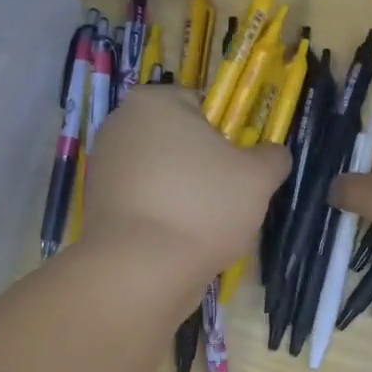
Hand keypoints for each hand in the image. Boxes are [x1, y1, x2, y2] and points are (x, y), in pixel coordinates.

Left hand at [82, 85, 288, 288]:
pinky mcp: (98, 205)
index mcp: (154, 102)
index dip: (230, 134)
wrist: (141, 269)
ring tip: (206, 225)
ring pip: (164, 174)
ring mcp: (104, 167)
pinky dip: (164, 215)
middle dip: (206, 166)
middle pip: (181, 140)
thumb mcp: (258, 178)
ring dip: (186, 193)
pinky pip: (145, 202)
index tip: (242, 166)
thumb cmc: (202, 206)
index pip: (203, 105)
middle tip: (229, 197)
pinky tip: (180, 240)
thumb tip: (272, 154)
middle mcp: (120, 125)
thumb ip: (272, 157)